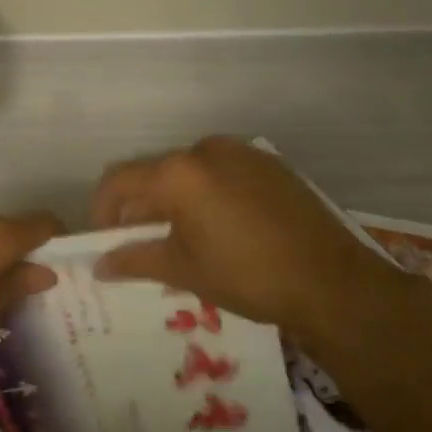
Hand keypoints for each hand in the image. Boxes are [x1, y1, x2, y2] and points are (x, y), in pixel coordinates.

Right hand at [89, 136, 414, 335]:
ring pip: (189, 171)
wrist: (332, 282)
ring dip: (174, 199)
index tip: (105, 241)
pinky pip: (222, 172)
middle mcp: (206, 149)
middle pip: (154, 172)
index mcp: (179, 172)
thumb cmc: (247, 276)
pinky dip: (207, 193)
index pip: (119, 181)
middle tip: (141, 243)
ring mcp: (243, 153)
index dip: (102, 210)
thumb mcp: (183, 269)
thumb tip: (99, 264)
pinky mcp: (270, 165)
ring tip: (182, 237)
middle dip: (139, 206)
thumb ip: (134, 259)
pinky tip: (221, 227)